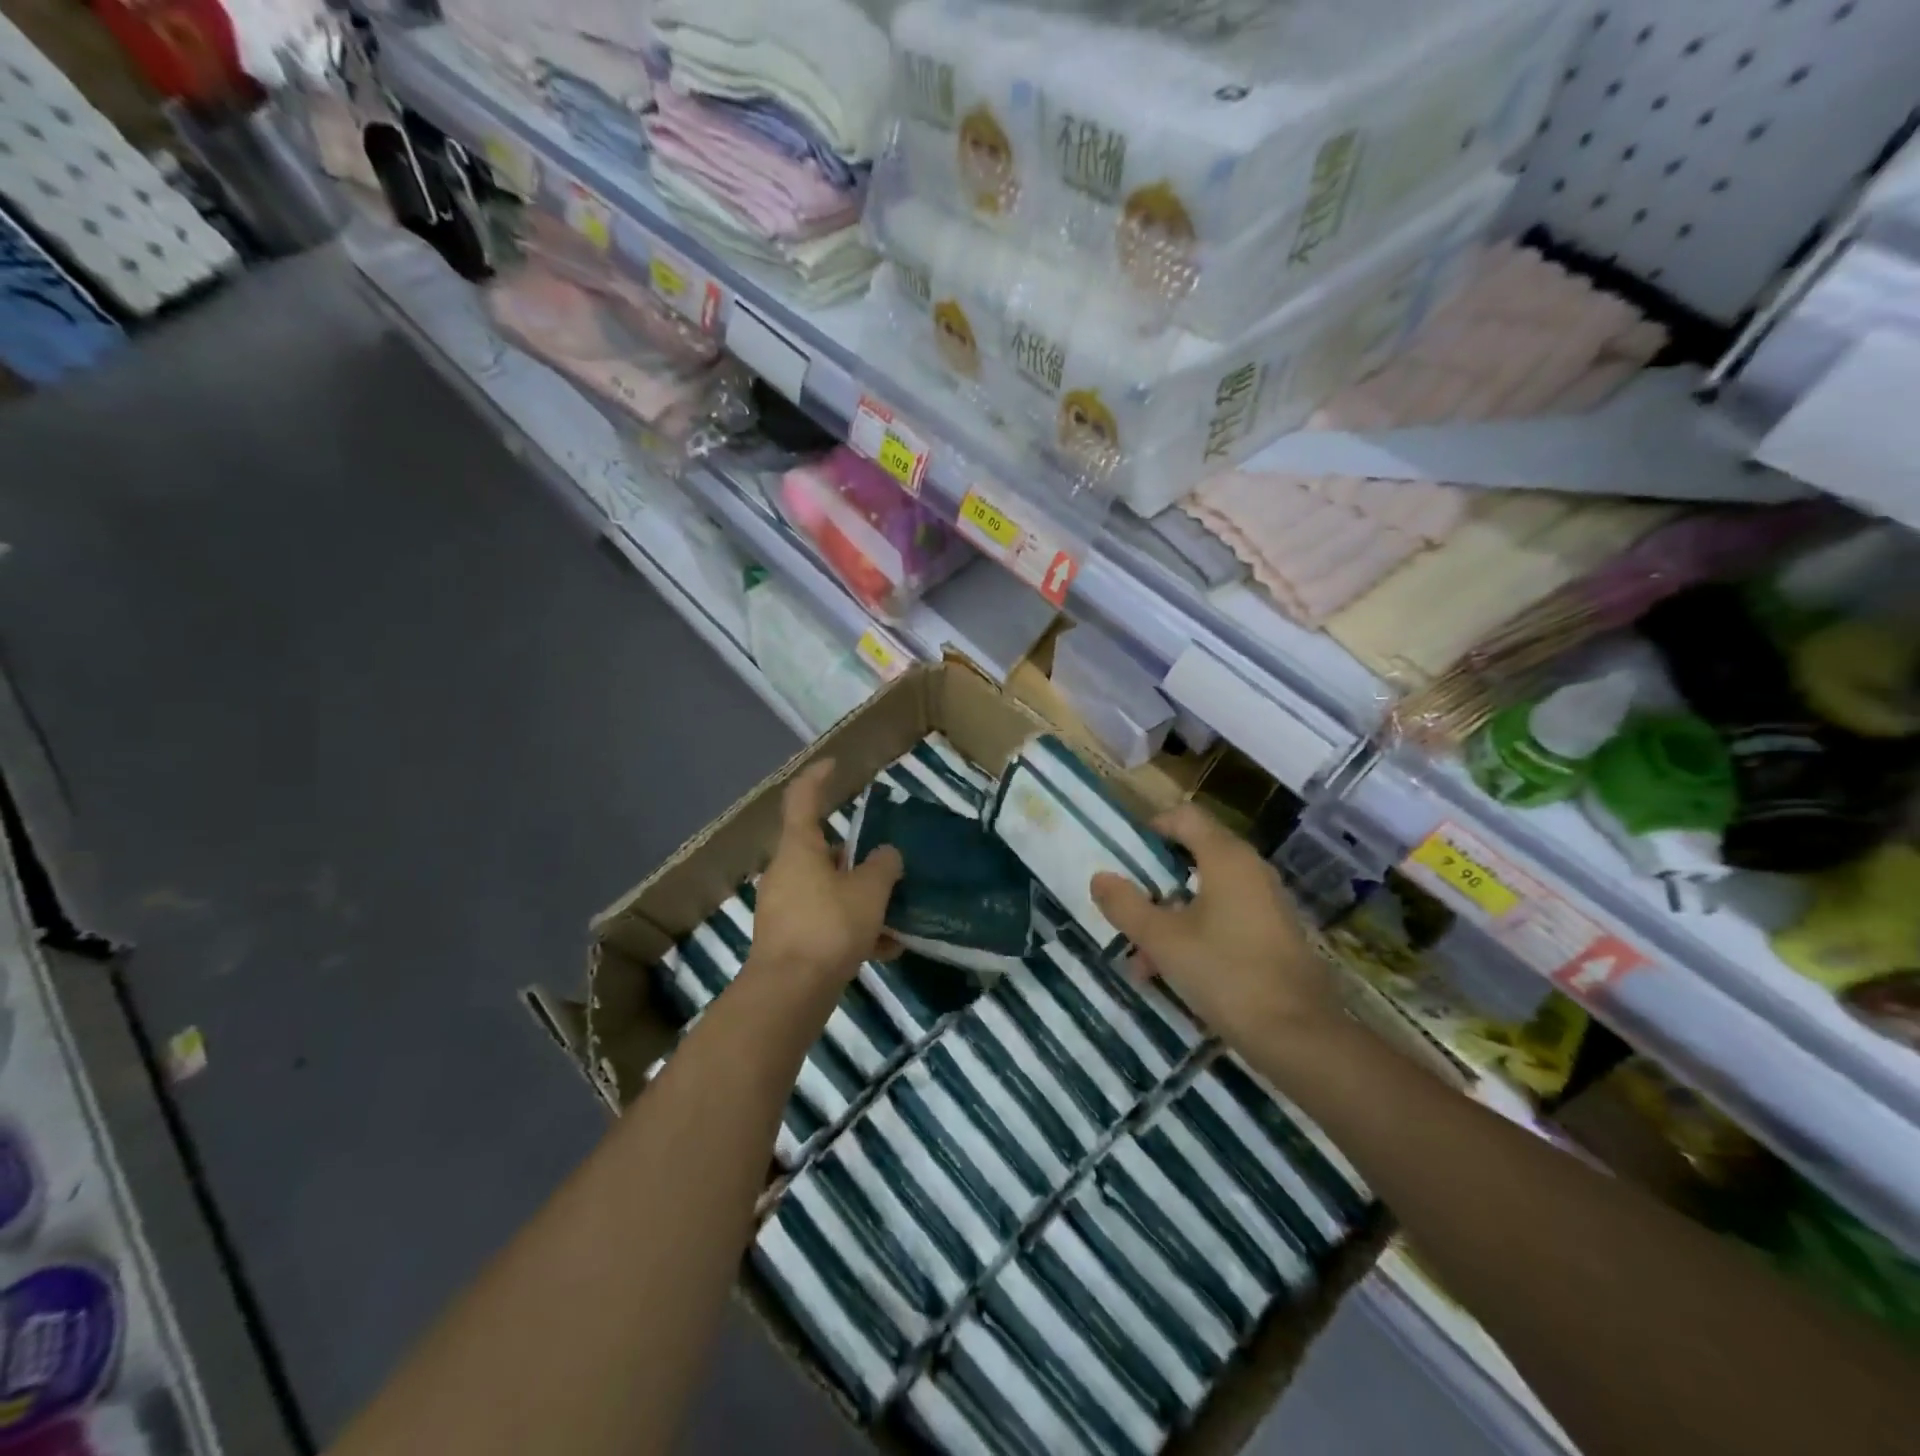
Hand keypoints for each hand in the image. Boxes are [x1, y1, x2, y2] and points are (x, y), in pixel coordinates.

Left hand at [748, 761, 902, 993]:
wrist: (790, 992)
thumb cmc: (829, 926)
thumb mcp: (869, 891)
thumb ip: (883, 866)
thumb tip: (886, 854)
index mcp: (799, 848)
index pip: (803, 798)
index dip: (818, 776)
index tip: (835, 765)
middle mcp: (785, 872)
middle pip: (821, 850)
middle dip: (854, 856)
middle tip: (885, 863)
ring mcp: (783, 907)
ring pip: (827, 890)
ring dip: (859, 898)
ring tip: (896, 915)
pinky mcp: (788, 939)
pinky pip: (825, 922)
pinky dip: (852, 929)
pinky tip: (885, 950)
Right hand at [1091, 804, 1336, 1050]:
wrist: (1301, 1037)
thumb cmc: (1226, 974)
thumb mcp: (1163, 940)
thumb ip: (1127, 906)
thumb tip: (1100, 877)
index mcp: (1227, 858)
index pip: (1185, 817)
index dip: (1151, 828)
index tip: (1124, 856)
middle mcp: (1251, 871)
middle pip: (1194, 856)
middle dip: (1155, 883)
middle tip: (1127, 908)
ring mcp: (1267, 904)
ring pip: (1207, 894)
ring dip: (1171, 917)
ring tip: (1142, 959)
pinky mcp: (1275, 936)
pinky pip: (1226, 919)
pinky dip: (1196, 934)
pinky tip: (1173, 973)